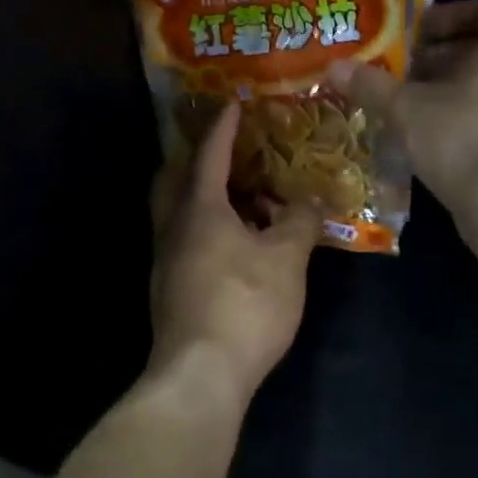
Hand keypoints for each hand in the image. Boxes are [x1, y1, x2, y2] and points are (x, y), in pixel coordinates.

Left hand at [146, 101, 317, 405]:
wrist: (200, 374)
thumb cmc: (244, 304)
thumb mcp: (286, 259)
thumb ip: (300, 222)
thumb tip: (312, 201)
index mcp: (199, 209)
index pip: (209, 154)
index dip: (224, 127)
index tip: (234, 103)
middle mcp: (173, 227)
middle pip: (174, 179)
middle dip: (196, 160)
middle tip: (226, 153)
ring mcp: (165, 261)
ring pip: (177, 213)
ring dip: (203, 198)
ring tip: (241, 199)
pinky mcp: (168, 290)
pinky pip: (184, 241)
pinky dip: (205, 229)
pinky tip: (234, 246)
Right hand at [330, 0, 477, 228]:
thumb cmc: (460, 138)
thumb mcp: (405, 109)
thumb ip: (371, 84)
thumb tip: (333, 67)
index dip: (448, 16)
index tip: (415, 33)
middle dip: (441, 58)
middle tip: (402, 73)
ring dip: (452, 90)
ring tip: (412, 107)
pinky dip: (467, 119)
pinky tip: (434, 139)